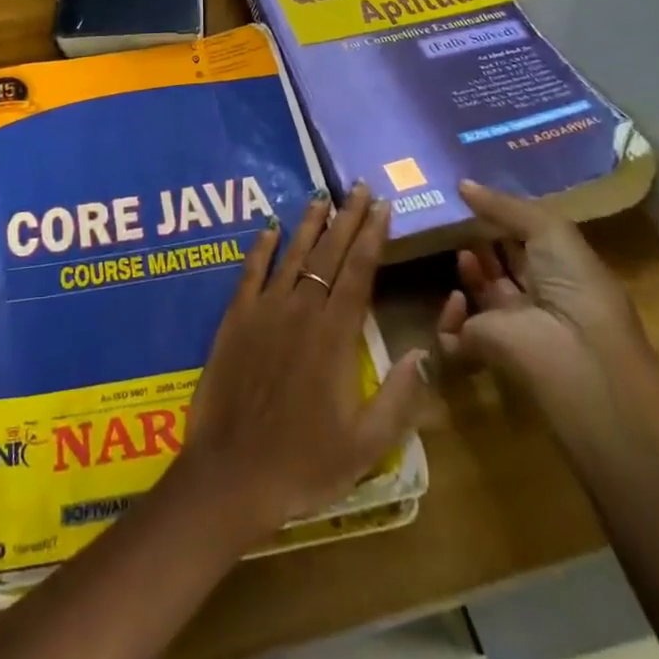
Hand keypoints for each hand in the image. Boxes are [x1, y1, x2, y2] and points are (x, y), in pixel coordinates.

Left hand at [182, 184, 427, 543]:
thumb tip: (425, 350)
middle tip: (358, 187)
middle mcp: (301, 310)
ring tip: (321, 196)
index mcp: (335, 336)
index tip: (382, 206)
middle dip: (347, 218)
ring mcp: (264, 310)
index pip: (359, 272)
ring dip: (309, 224)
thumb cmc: (305, 463)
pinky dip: (261, 247)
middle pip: (328, 254)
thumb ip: (400, 396)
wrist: (233, 472)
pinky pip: (250, 272)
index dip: (372, 236)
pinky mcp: (235, 317)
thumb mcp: (367, 444)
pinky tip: (269, 227)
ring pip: (292, 255)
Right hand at [435, 181, 651, 412]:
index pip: (529, 242)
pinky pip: (451, 332)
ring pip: (477, 292)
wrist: (574, 358)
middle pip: (501, 264)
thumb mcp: (550, 230)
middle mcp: (538, 298)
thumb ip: (505, 205)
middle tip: (454, 215)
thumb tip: (462, 184)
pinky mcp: (481, 348)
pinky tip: (457, 298)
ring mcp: (509, 325)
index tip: (473, 197)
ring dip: (467, 271)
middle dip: (479, 240)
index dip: (504, 220)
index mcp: (563, 272)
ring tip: (458, 249)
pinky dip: (448, 317)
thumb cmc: (575, 287)